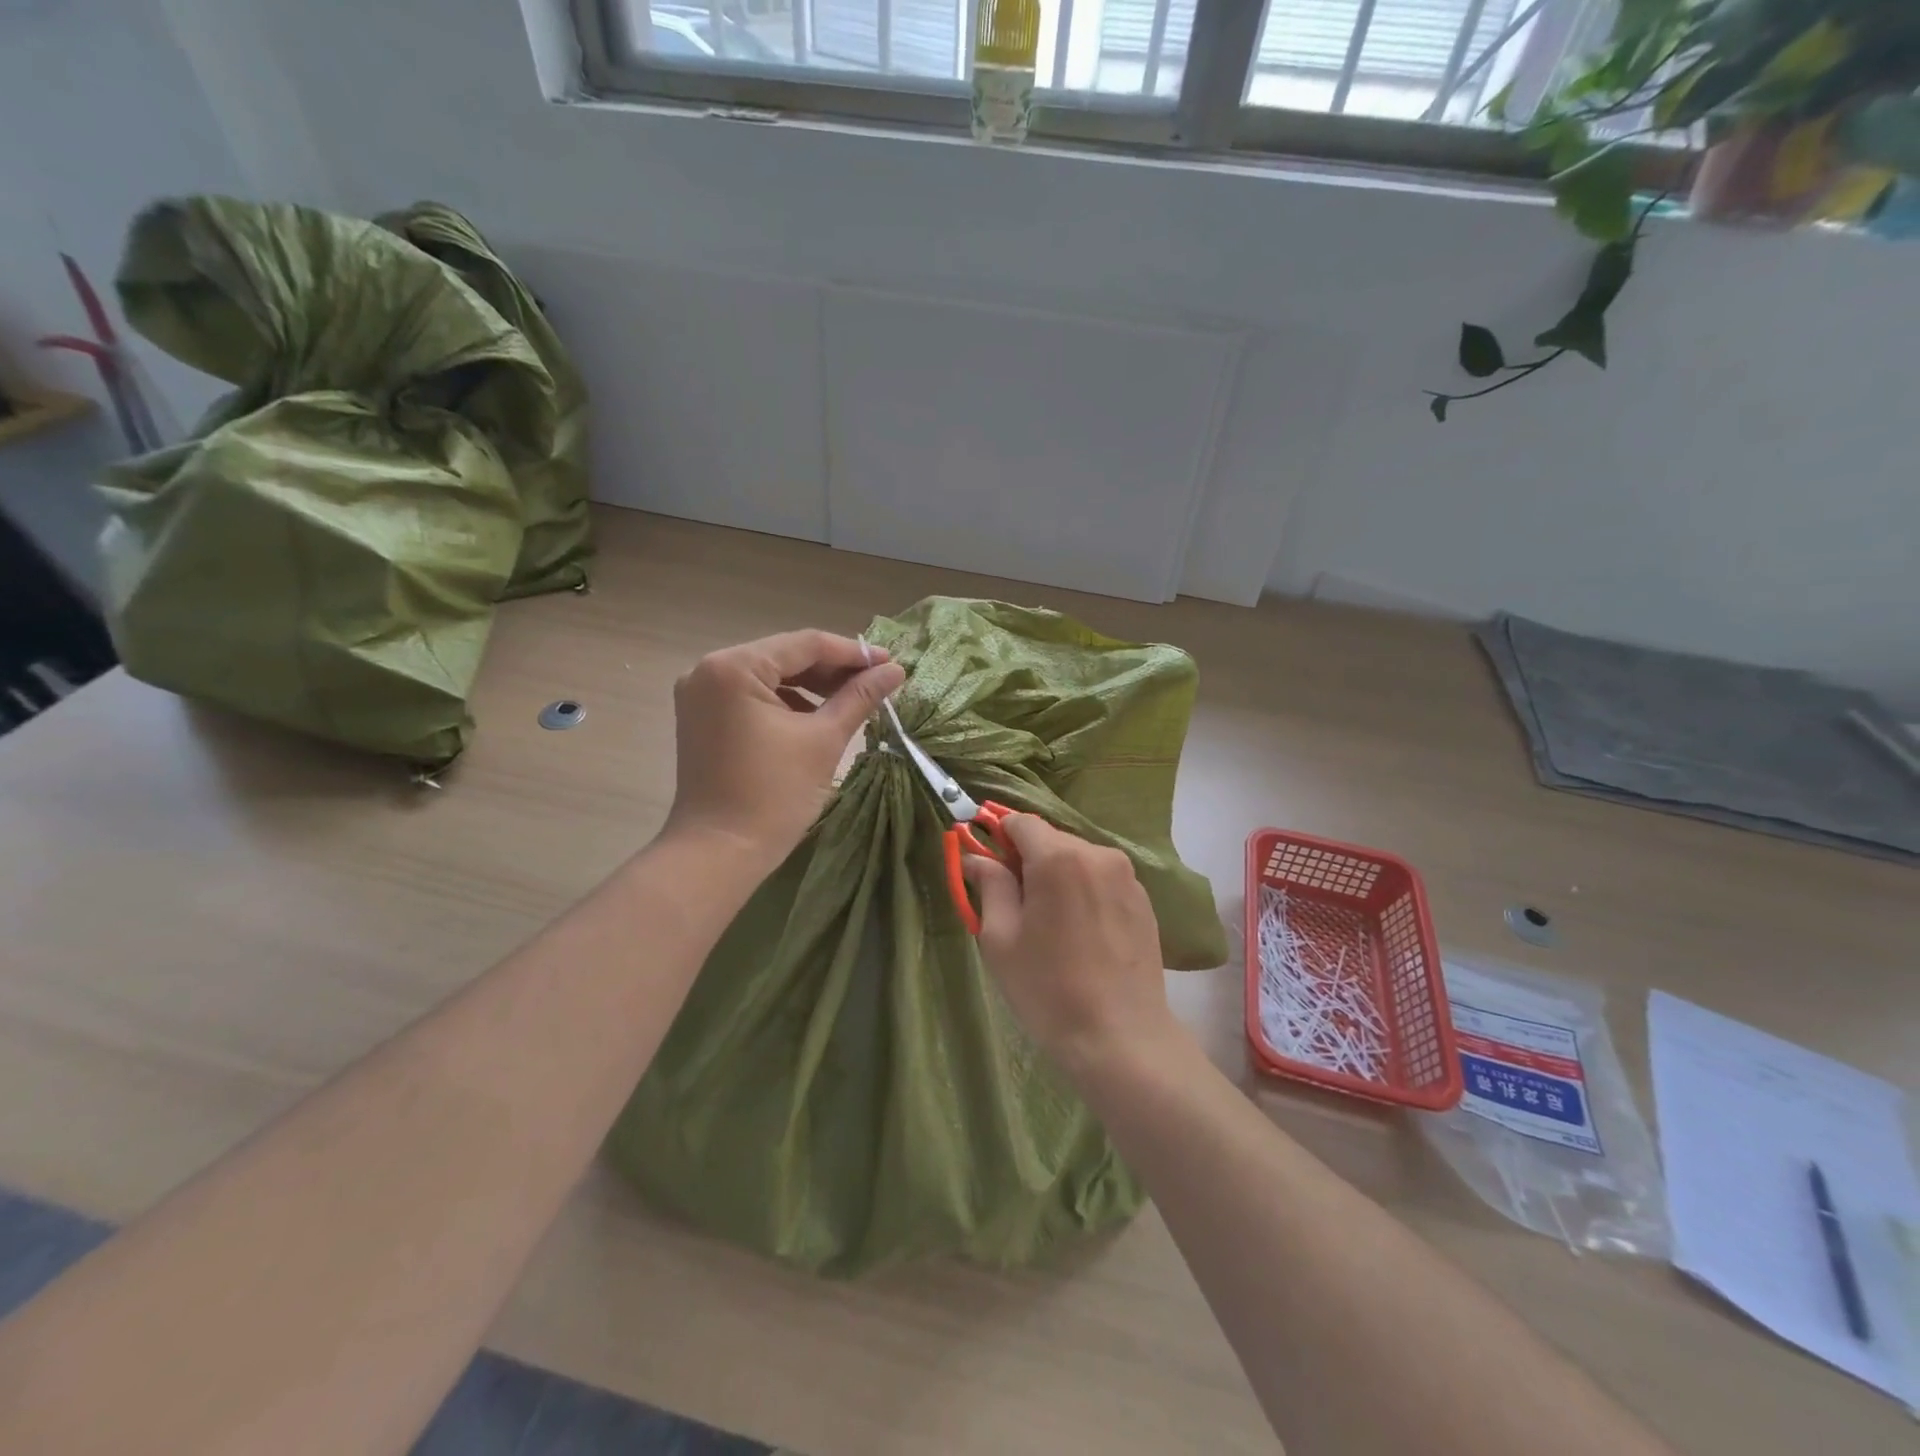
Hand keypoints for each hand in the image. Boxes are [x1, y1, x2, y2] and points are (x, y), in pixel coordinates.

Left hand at [666, 630, 903, 862]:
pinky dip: (787, 703)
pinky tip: (818, 717)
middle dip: (833, 670)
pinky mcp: (704, 718)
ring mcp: (701, 695)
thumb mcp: (823, 739)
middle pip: (785, 657)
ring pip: (770, 677)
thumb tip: (895, 671)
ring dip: (812, 687)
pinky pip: (753, 697)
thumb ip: (859, 697)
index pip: (804, 644)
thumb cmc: (773, 794)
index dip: (853, 653)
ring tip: (854, 701)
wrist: (720, 853)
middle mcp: (709, 670)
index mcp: (733, 667)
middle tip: (877, 684)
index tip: (891, 665)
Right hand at [961, 815, 1179, 1077]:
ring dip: (1057, 875)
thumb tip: (974, 857)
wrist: (1121, 1038)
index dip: (998, 837)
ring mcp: (1126, 875)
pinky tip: (1080, 933)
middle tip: (1015, 904)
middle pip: (1050, 838)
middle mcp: (1098, 853)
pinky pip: (1101, 878)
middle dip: (1027, 859)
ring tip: (1050, 923)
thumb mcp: (1001, 939)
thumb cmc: (1048, 989)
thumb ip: (989, 885)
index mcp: (1059, 858)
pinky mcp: (1143, 899)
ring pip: (1077, 858)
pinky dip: (1084, 890)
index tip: (988, 867)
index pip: (1020, 822)